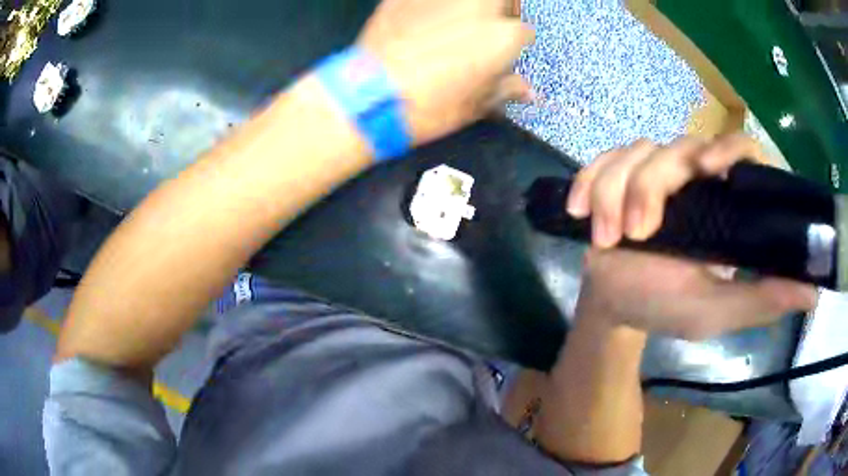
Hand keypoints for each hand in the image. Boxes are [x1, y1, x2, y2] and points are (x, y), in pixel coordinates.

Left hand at [356, 0, 533, 145]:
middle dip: (503, 9)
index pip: (525, 32)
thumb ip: (505, 89)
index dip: (516, 44)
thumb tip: (526, 91)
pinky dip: (428, 7)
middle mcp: (477, 5)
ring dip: (466, 7)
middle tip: (489, 24)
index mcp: (503, 35)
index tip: (504, 54)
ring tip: (454, 22)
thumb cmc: (431, 106)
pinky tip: (419, 22)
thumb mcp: (476, 105)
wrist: (372, 96)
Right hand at [568, 135, 817, 339]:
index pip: (741, 151)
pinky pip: (601, 159)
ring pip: (636, 151)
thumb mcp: (718, 311)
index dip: (729, 149)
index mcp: (724, 204)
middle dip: (651, 186)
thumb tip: (813, 292)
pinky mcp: (617, 173)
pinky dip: (588, 182)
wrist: (614, 305)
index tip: (708, 170)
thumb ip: (762, 299)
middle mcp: (693, 178)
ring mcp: (654, 171)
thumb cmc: (667, 307)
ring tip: (607, 238)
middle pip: (678, 147)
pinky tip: (580, 213)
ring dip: (615, 193)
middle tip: (638, 233)